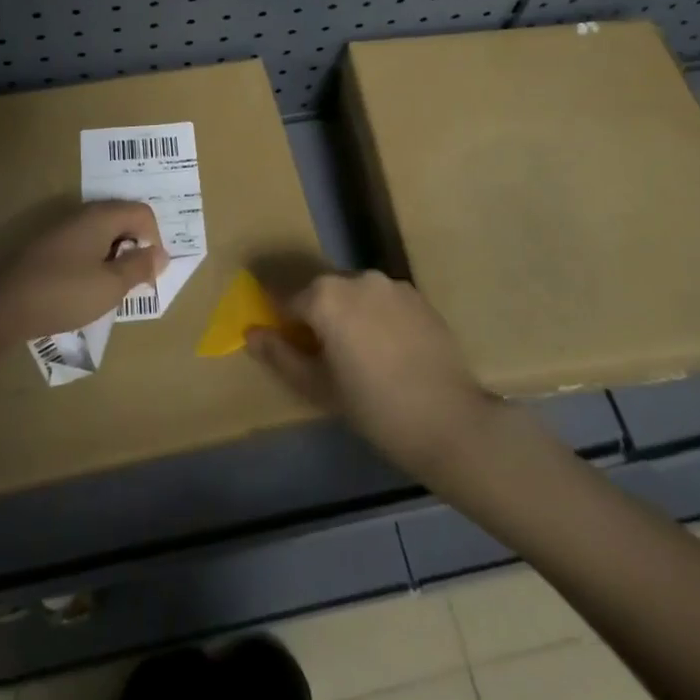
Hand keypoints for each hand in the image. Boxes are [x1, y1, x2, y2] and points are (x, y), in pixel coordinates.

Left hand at [0, 201, 168, 346]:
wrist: (2, 307)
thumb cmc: (64, 293)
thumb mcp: (111, 285)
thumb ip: (140, 267)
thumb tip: (161, 255)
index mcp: (102, 217)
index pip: (143, 213)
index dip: (155, 239)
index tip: (149, 271)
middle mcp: (82, 215)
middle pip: (122, 220)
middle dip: (135, 248)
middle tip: (133, 281)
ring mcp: (61, 229)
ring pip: (102, 234)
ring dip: (114, 257)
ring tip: (110, 288)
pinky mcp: (47, 247)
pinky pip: (83, 246)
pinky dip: (93, 262)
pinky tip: (85, 289)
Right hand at [246, 271, 496, 478]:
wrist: (449, 421)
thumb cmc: (373, 407)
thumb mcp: (316, 386)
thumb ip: (278, 354)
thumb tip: (250, 333)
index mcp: (325, 295)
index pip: (288, 301)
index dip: (285, 326)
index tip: (291, 351)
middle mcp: (357, 278)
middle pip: (322, 293)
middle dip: (317, 318)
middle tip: (326, 359)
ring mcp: (392, 285)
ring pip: (355, 295)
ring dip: (349, 315)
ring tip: (361, 357)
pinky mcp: (419, 297)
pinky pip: (383, 301)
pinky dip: (377, 317)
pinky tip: (389, 352)